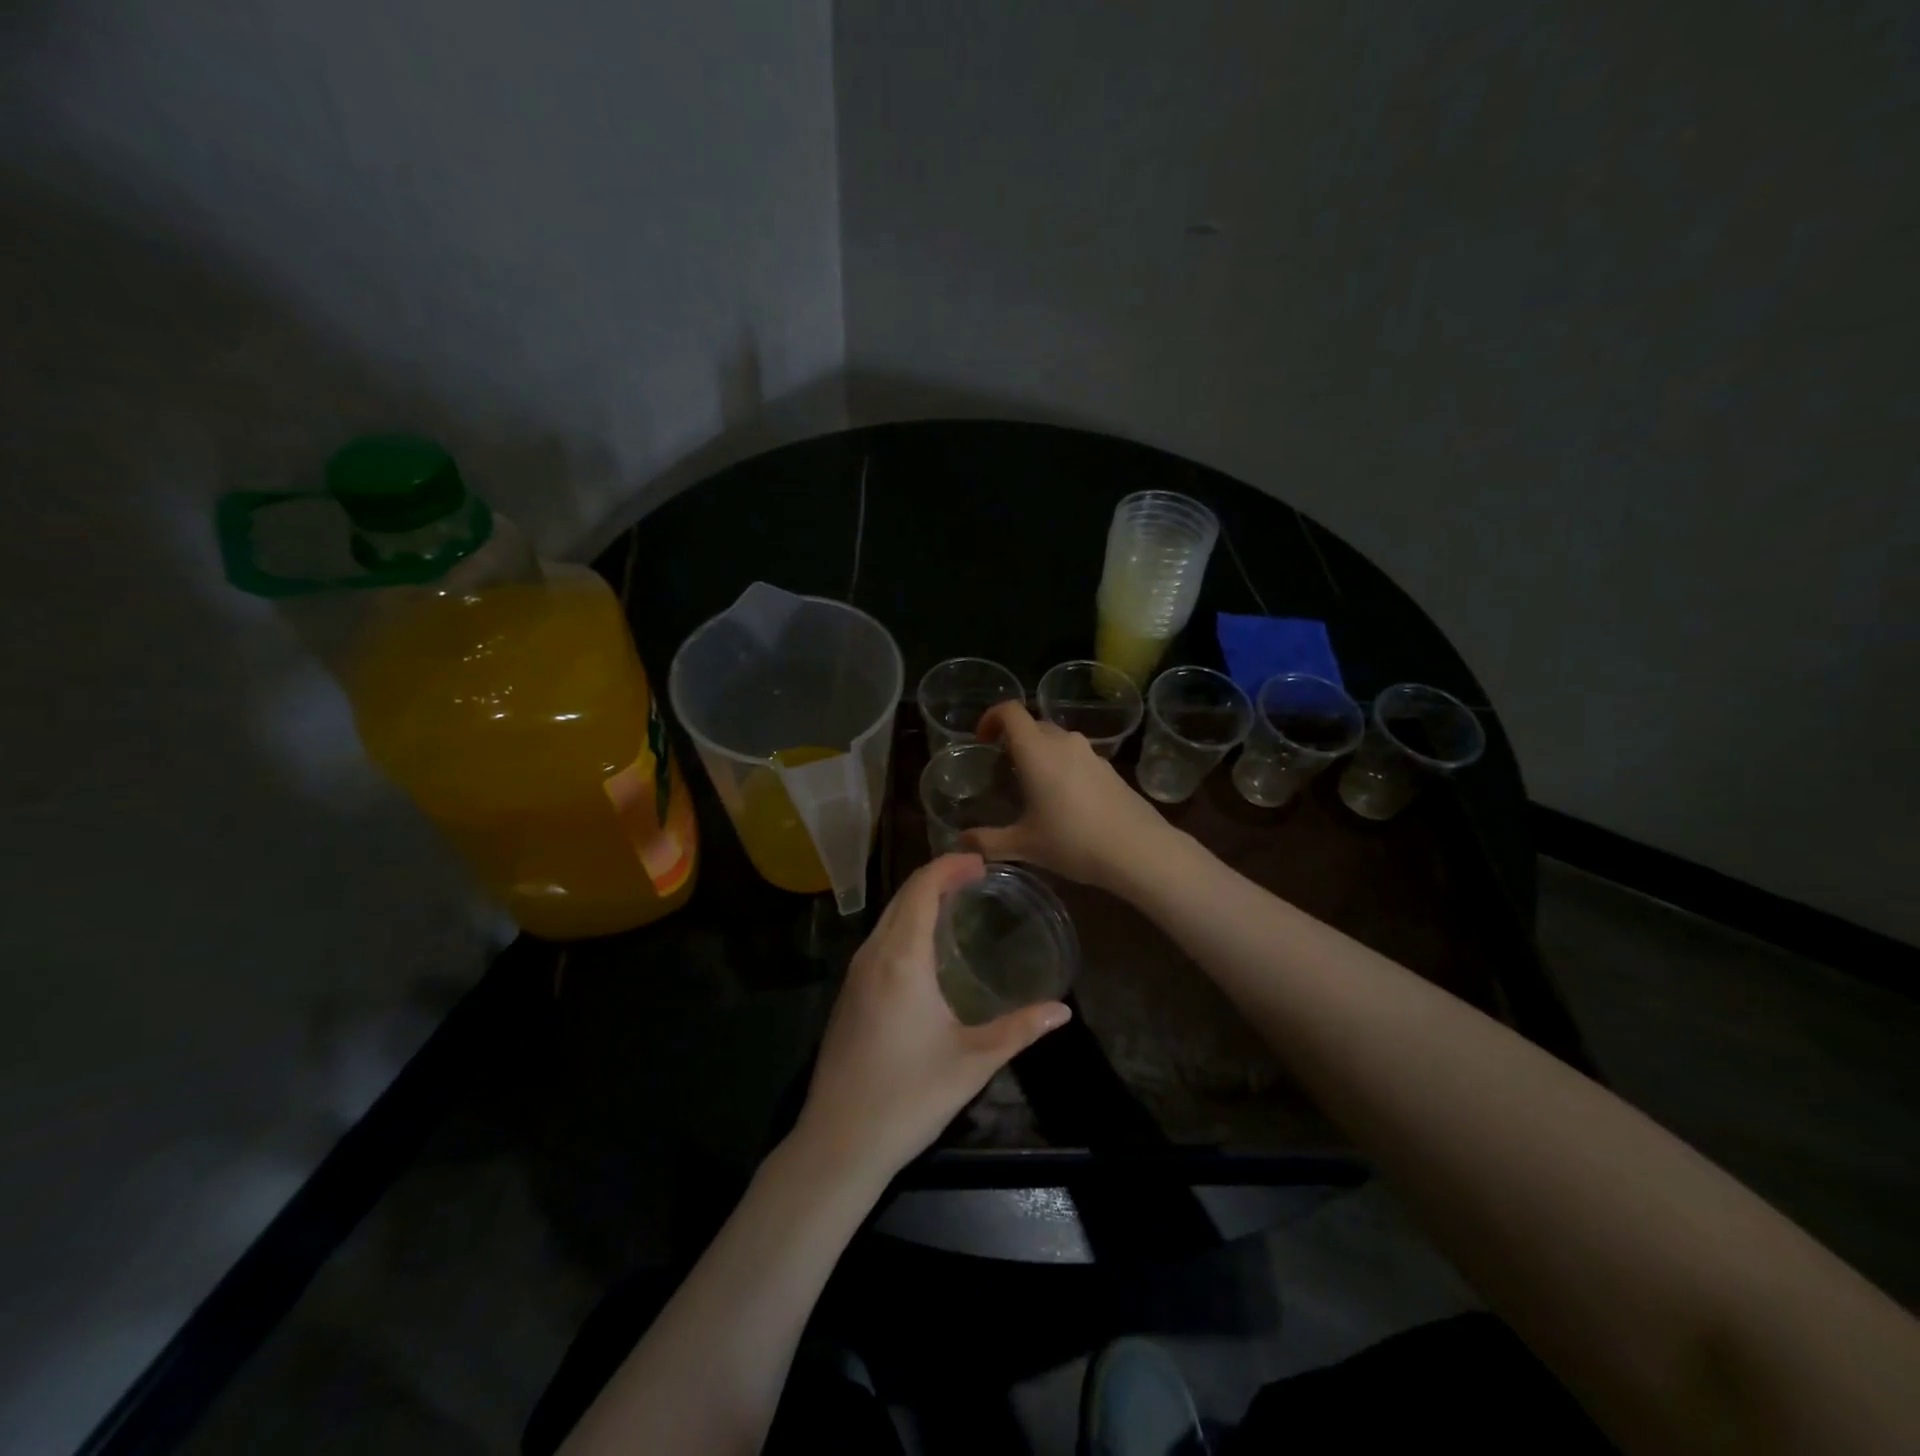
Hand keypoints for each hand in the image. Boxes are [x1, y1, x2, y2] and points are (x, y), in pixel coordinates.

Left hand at [794, 853, 1071, 1184]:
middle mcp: (872, 955)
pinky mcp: (848, 995)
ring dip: (918, 899)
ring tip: (955, 901)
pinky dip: (903, 923)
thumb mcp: (972, 1061)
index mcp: (901, 959)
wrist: (838, 1142)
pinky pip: (878, 939)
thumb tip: (1062, 1010)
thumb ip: (1019, 1030)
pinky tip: (924, 944)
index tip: (981, 861)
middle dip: (936, 876)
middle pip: (902, 896)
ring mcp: (854, 975)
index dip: (949, 866)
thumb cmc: (909, 1096)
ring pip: (886, 917)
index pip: (921, 889)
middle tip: (975, 876)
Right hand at [966, 701, 1178, 891]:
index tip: (982, 739)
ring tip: (1032, 787)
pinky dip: (1062, 767)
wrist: (1138, 850)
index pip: (1010, 711)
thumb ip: (988, 841)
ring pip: (1057, 741)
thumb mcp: (1025, 845)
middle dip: (1014, 740)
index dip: (991, 717)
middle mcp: (1064, 743)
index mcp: (1037, 751)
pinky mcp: (1110, 769)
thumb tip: (961, 842)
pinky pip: (1077, 757)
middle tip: (1003, 770)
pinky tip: (1064, 802)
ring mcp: (1091, 754)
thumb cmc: (1074, 841)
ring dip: (1040, 754)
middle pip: (1033, 725)